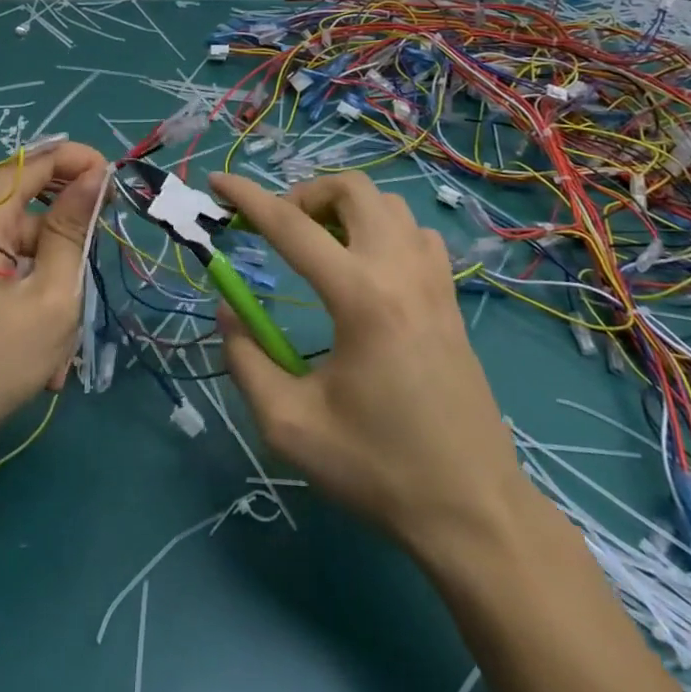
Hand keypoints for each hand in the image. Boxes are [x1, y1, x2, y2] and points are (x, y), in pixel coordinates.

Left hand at [0, 142, 108, 468]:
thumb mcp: (50, 298)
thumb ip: (72, 230)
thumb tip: (95, 175)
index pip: (36, 162)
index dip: (81, 164)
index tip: (115, 186)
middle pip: (28, 207)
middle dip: (65, 243)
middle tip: (91, 275)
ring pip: (17, 245)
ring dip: (46, 283)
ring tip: (59, 345)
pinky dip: (23, 294)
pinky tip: (34, 346)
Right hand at [209, 170, 525, 555]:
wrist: (473, 510)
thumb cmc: (377, 467)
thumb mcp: (290, 425)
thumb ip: (246, 360)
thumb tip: (228, 309)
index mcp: (360, 297)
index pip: (291, 225)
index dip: (247, 197)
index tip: (217, 180)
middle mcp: (400, 271)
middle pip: (351, 190)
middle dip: (305, 194)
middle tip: (280, 229)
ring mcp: (433, 280)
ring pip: (387, 203)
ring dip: (345, 208)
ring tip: (320, 245)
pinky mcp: (451, 297)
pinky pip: (415, 232)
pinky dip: (383, 229)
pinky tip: (368, 267)